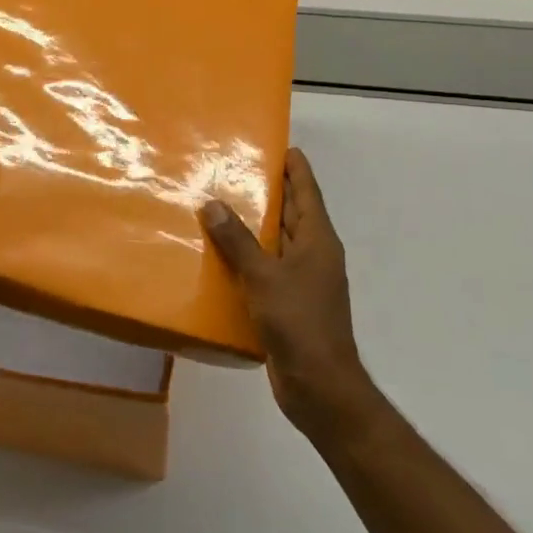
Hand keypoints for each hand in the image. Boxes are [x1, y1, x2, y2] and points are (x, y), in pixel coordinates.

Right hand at [200, 148, 376, 442]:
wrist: (319, 387)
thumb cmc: (298, 323)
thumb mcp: (264, 277)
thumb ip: (238, 240)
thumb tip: (213, 203)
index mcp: (318, 240)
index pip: (307, 192)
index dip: (296, 167)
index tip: (280, 145)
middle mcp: (314, 255)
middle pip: (292, 214)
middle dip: (269, 191)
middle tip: (236, 169)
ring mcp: (303, 281)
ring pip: (277, 242)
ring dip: (255, 226)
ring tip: (220, 204)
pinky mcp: (289, 304)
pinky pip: (267, 269)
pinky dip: (248, 257)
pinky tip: (221, 255)